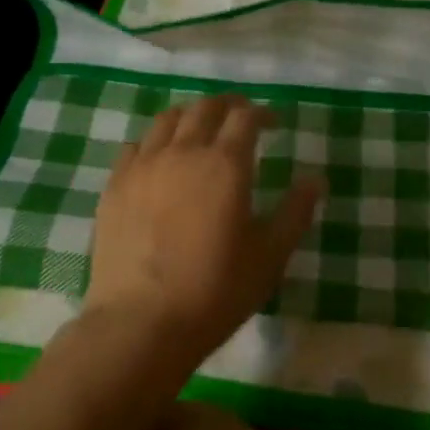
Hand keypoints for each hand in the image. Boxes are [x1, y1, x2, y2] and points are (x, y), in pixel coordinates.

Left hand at [86, 94, 323, 356]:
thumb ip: (296, 211)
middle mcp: (183, 152)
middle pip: (205, 108)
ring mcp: (143, 166)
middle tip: (240, 118)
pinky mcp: (114, 186)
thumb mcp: (270, 255)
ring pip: (167, 119)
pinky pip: (135, 146)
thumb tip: (315, 179)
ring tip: (200, 132)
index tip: (272, 123)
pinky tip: (160, 160)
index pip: (245, 117)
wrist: (141, 323)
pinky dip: (154, 142)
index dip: (262, 113)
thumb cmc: (216, 290)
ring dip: (190, 117)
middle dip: (227, 106)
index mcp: (226, 164)